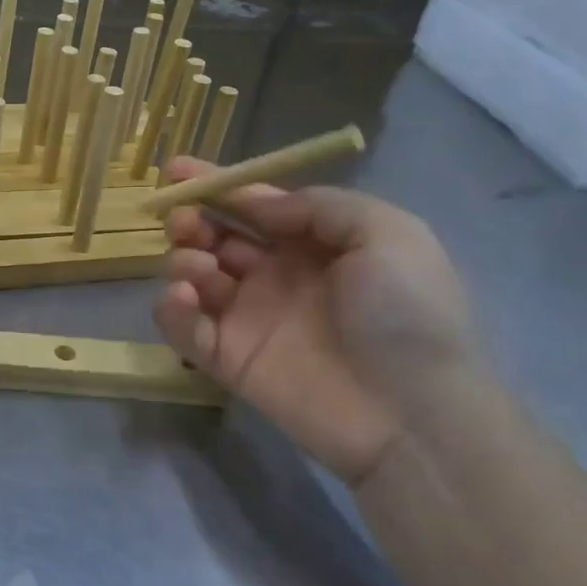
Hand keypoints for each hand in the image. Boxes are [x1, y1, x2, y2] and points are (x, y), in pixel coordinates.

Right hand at [156, 161, 482, 486]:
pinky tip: (186, 298)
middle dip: (190, 219)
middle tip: (183, 220)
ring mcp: (247, 318)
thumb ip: (319, 206)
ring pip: (192, 275)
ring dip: (184, 260)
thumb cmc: (408, 314)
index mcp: (311, 244)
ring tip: (202, 269)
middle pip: (213, 236)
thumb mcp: (389, 234)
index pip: (252, 206)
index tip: (176, 170)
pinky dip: (171, 308)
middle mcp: (274, 275)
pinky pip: (182, 327)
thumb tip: (258, 206)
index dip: (215, 185)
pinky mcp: (226, 358)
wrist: (414, 416)